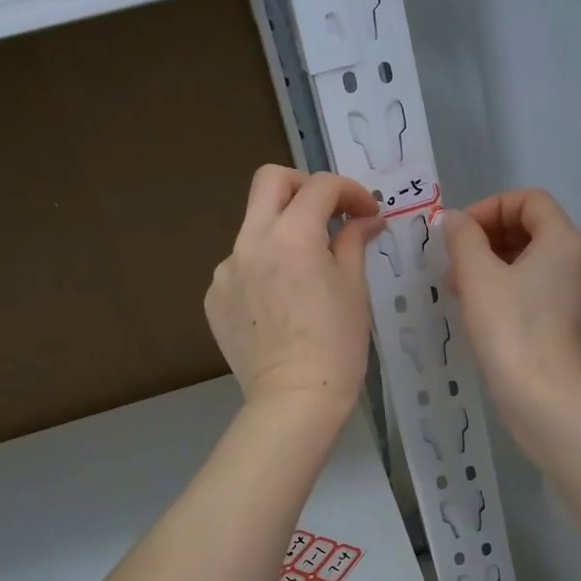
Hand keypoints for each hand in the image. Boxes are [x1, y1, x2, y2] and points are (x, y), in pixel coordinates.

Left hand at [206, 165, 381, 417]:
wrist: (294, 400)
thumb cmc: (337, 344)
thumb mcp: (354, 288)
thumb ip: (354, 242)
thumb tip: (366, 219)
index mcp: (292, 236)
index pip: (321, 187)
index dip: (350, 192)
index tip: (366, 215)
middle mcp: (250, 242)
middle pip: (271, 181)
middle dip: (305, 187)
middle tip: (328, 213)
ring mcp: (226, 269)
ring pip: (254, 227)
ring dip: (283, 232)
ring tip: (306, 271)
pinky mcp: (214, 297)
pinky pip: (241, 265)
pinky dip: (264, 268)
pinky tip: (281, 303)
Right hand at [443, 189, 580, 423]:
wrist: (544, 396)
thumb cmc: (509, 328)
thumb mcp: (477, 275)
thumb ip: (463, 237)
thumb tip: (456, 220)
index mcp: (565, 240)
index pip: (529, 200)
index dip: (489, 207)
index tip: (459, 233)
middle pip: (533, 228)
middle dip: (488, 237)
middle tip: (454, 260)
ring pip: (534, 260)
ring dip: (494, 263)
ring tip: (459, 286)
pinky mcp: (573, 320)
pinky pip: (540, 287)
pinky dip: (510, 286)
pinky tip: (481, 309)